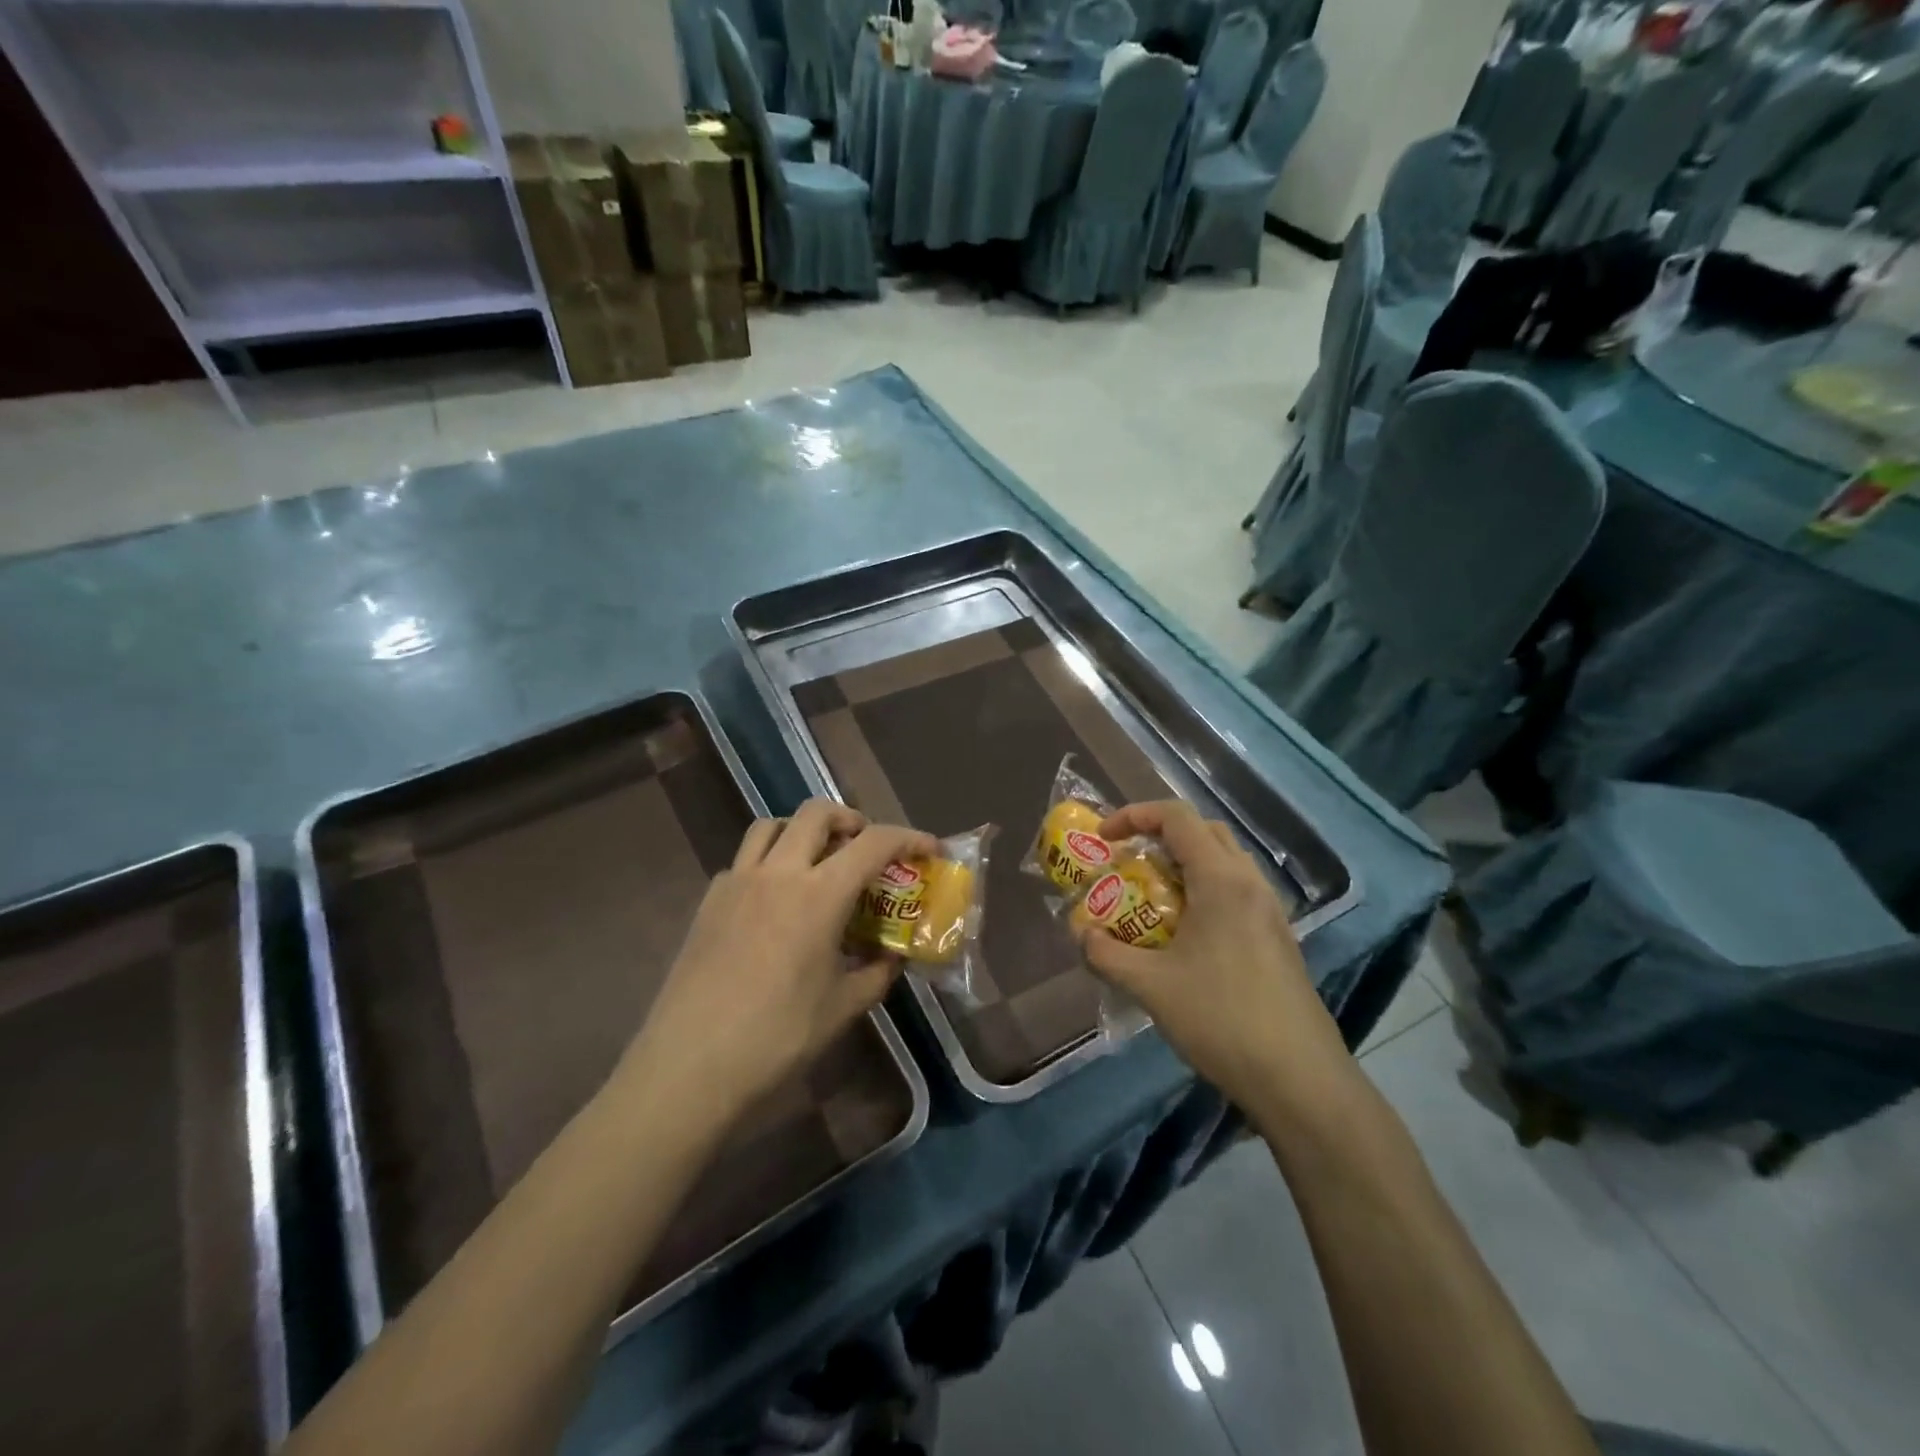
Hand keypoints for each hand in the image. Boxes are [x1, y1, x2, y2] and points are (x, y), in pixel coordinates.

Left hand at [615, 799, 935, 1133]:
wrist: (690, 1065)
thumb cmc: (777, 1037)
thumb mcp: (842, 1007)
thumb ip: (876, 973)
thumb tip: (892, 957)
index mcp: (819, 895)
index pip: (874, 843)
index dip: (909, 837)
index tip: (929, 848)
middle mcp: (778, 873)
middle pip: (816, 813)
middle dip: (851, 819)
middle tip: (865, 848)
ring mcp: (737, 882)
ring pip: (772, 825)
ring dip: (803, 831)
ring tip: (818, 862)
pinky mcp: (709, 901)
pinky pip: (744, 860)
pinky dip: (769, 862)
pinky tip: (774, 902)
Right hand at [1081, 801, 1354, 1115]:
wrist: (1299, 1078)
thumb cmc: (1222, 1019)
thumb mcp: (1151, 986)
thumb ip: (1107, 953)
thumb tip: (1080, 933)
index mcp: (1221, 880)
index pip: (1177, 817)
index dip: (1134, 815)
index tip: (1103, 838)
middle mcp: (1250, 883)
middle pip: (1204, 831)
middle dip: (1160, 835)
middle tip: (1127, 861)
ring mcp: (1270, 910)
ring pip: (1224, 861)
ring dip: (1184, 864)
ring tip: (1151, 896)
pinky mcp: (1278, 937)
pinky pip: (1236, 891)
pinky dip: (1204, 891)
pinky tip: (1185, 933)